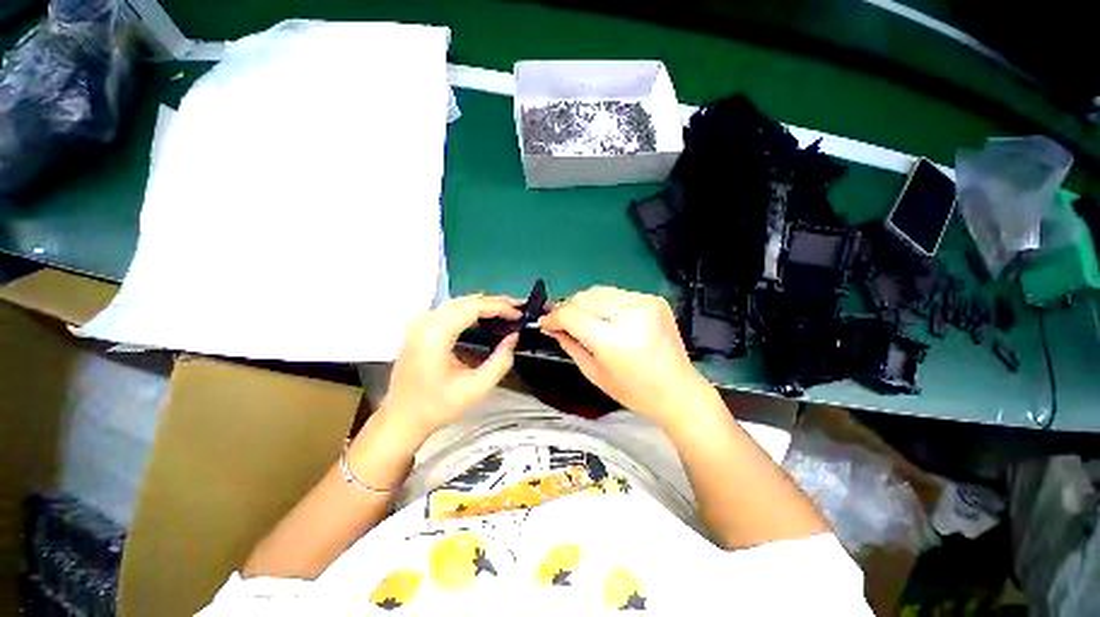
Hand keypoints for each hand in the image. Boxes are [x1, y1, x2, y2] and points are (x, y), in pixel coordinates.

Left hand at [378, 295, 521, 439]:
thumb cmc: (438, 406)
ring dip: (482, 304)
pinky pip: (449, 310)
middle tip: (516, 308)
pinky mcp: (418, 328)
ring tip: (505, 309)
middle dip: (494, 302)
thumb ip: (501, 361)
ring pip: (457, 302)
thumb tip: (513, 337)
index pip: (473, 307)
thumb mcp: (477, 388)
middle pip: (465, 301)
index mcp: (435, 334)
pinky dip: (470, 310)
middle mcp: (425, 322)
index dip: (499, 307)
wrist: (402, 418)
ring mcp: (419, 323)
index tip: (518, 314)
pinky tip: (484, 316)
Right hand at [539, 286, 715, 426]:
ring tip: (582, 318)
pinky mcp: (654, 299)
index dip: (553, 317)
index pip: (571, 314)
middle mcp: (628, 314)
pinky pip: (618, 294)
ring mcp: (644, 303)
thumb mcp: (593, 372)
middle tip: (561, 320)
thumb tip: (551, 327)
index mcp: (612, 339)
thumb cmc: (633, 391)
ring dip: (585, 303)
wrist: (677, 390)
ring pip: (599, 291)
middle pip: (584, 297)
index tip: (545, 322)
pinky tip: (606, 317)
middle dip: (567, 307)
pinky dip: (606, 303)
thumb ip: (569, 344)